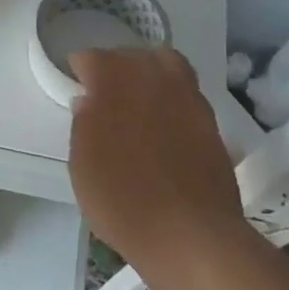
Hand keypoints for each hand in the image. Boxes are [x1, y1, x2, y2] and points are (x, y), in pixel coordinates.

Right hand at [67, 47, 246, 270]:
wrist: (189, 234)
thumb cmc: (122, 199)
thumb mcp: (82, 165)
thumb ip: (82, 124)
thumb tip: (87, 101)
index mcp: (114, 80)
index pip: (91, 58)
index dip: (80, 73)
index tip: (77, 91)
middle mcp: (152, 76)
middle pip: (130, 55)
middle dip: (115, 69)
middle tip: (104, 97)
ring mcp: (187, 96)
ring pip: (166, 65)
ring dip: (148, 75)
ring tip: (138, 103)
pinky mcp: (211, 120)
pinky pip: (186, 93)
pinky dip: (172, 99)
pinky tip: (164, 126)